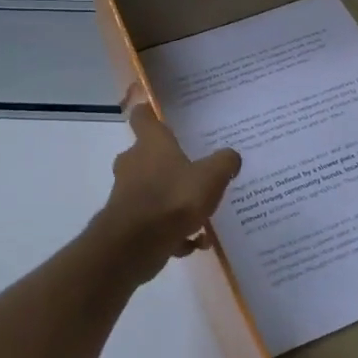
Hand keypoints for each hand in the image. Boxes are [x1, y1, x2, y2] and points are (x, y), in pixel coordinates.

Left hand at [94, 98, 241, 281]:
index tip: (158, 113)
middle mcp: (133, 163)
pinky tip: (193, 243)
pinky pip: (153, 221)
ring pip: (153, 190)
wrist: (135, 244)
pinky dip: (171, 230)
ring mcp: (126, 193)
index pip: (142, 116)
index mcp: (151, 143)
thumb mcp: (211, 177)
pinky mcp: (126, 221)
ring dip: (174, 201)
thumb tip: (232, 156)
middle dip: (169, 163)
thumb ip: (224, 162)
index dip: (149, 112)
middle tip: (194, 171)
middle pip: (148, 155)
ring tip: (202, 215)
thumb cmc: (174, 199)